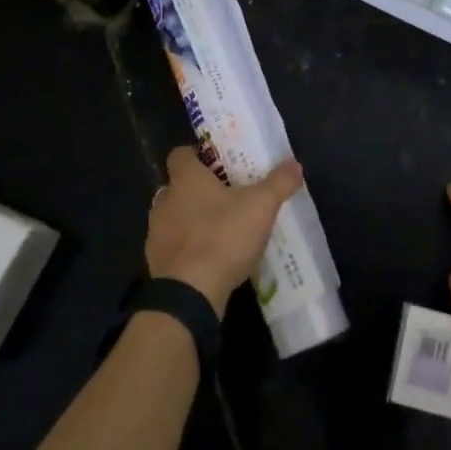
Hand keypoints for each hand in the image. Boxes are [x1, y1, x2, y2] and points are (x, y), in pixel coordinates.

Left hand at [147, 147, 301, 316]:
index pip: (180, 154)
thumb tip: (294, 164)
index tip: (217, 162)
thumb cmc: (222, 237)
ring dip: (192, 220)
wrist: (188, 295)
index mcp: (186, 180)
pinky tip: (211, 259)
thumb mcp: (261, 206)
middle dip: (198, 190)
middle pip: (178, 186)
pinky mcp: (156, 264)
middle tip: (227, 196)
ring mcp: (156, 234)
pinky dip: (188, 249)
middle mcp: (165, 201)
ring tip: (221, 229)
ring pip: (174, 217)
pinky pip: (173, 247)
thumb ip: (279, 182)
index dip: (197, 155)